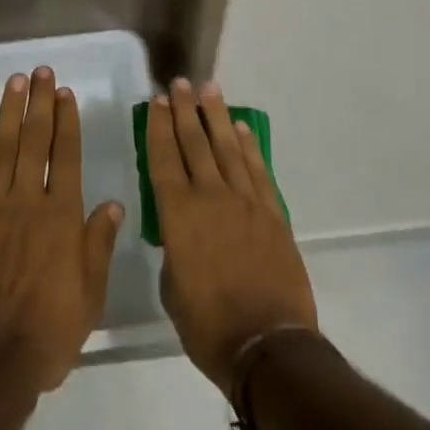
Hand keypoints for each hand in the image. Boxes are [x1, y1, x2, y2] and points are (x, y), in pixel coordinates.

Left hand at [0, 66, 124, 396]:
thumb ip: (99, 246)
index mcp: (61, 216)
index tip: (64, 92)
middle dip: (39, 102)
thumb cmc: (45, 336)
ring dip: (9, 111)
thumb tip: (114, 203)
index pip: (66, 154)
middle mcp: (27, 199)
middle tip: (40, 71)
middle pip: (35, 139)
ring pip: (2, 146)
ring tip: (15, 81)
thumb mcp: (89, 298)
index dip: (66, 120)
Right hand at [146, 77, 317, 395]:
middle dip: (185, 110)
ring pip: (227, 147)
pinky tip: (241, 129)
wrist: (268, 346)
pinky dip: (248, 146)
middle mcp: (210, 197)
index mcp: (178, 215)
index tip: (157, 101)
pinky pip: (257, 170)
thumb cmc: (208, 327)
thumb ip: (174, 251)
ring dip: (217, 116)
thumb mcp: (173, 290)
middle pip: (195, 143)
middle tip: (180, 83)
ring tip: (210, 89)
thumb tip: (181, 234)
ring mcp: (245, 202)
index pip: (163, 159)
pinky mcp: (272, 213)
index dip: (159, 128)